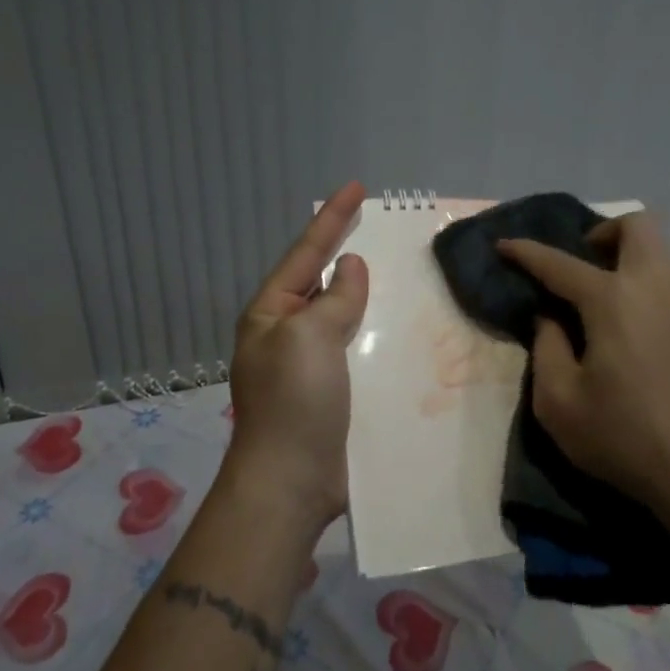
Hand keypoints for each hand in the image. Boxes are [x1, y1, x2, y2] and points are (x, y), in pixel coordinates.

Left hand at [224, 182, 368, 530]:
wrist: (290, 483)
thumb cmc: (295, 401)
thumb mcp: (311, 337)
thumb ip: (335, 298)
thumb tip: (348, 267)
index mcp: (271, 312)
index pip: (306, 252)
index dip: (332, 218)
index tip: (357, 187)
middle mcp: (286, 332)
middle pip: (321, 280)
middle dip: (346, 250)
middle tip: (379, 224)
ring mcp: (307, 364)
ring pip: (341, 314)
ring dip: (366, 293)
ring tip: (397, 270)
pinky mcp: (330, 391)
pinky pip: (354, 347)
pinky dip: (374, 331)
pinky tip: (398, 326)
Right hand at [498, 213, 669, 512]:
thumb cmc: (623, 435)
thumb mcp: (558, 401)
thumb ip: (546, 348)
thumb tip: (550, 319)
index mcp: (612, 300)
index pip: (560, 263)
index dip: (526, 252)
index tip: (503, 245)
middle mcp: (653, 288)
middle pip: (637, 226)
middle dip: (603, 232)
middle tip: (580, 264)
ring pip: (661, 250)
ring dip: (628, 254)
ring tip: (602, 292)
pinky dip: (645, 282)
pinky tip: (630, 324)